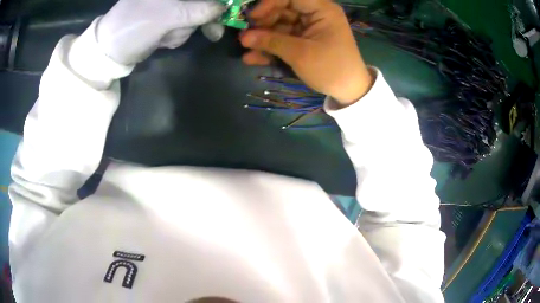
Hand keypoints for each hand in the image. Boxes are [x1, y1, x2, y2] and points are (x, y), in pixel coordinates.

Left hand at [96, 0, 224, 64]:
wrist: (110, 52)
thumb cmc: (132, 27)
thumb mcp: (165, 17)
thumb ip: (197, 10)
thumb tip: (223, 8)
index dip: (216, 0)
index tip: (225, 8)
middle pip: (201, 2)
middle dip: (202, 17)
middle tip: (212, 32)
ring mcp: (170, 5)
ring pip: (195, 14)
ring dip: (185, 29)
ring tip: (164, 37)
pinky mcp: (167, 18)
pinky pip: (184, 25)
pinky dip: (177, 35)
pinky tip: (162, 39)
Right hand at [240, 0, 372, 105]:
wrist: (349, 91)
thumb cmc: (331, 69)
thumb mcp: (300, 54)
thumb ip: (271, 42)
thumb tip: (244, 37)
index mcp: (322, 10)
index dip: (269, 3)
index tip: (253, 17)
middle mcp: (315, 14)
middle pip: (283, 9)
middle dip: (263, 22)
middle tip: (246, 36)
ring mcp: (309, 28)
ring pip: (280, 25)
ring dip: (263, 37)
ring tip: (245, 48)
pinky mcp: (304, 40)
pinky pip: (284, 38)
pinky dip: (270, 47)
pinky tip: (253, 58)